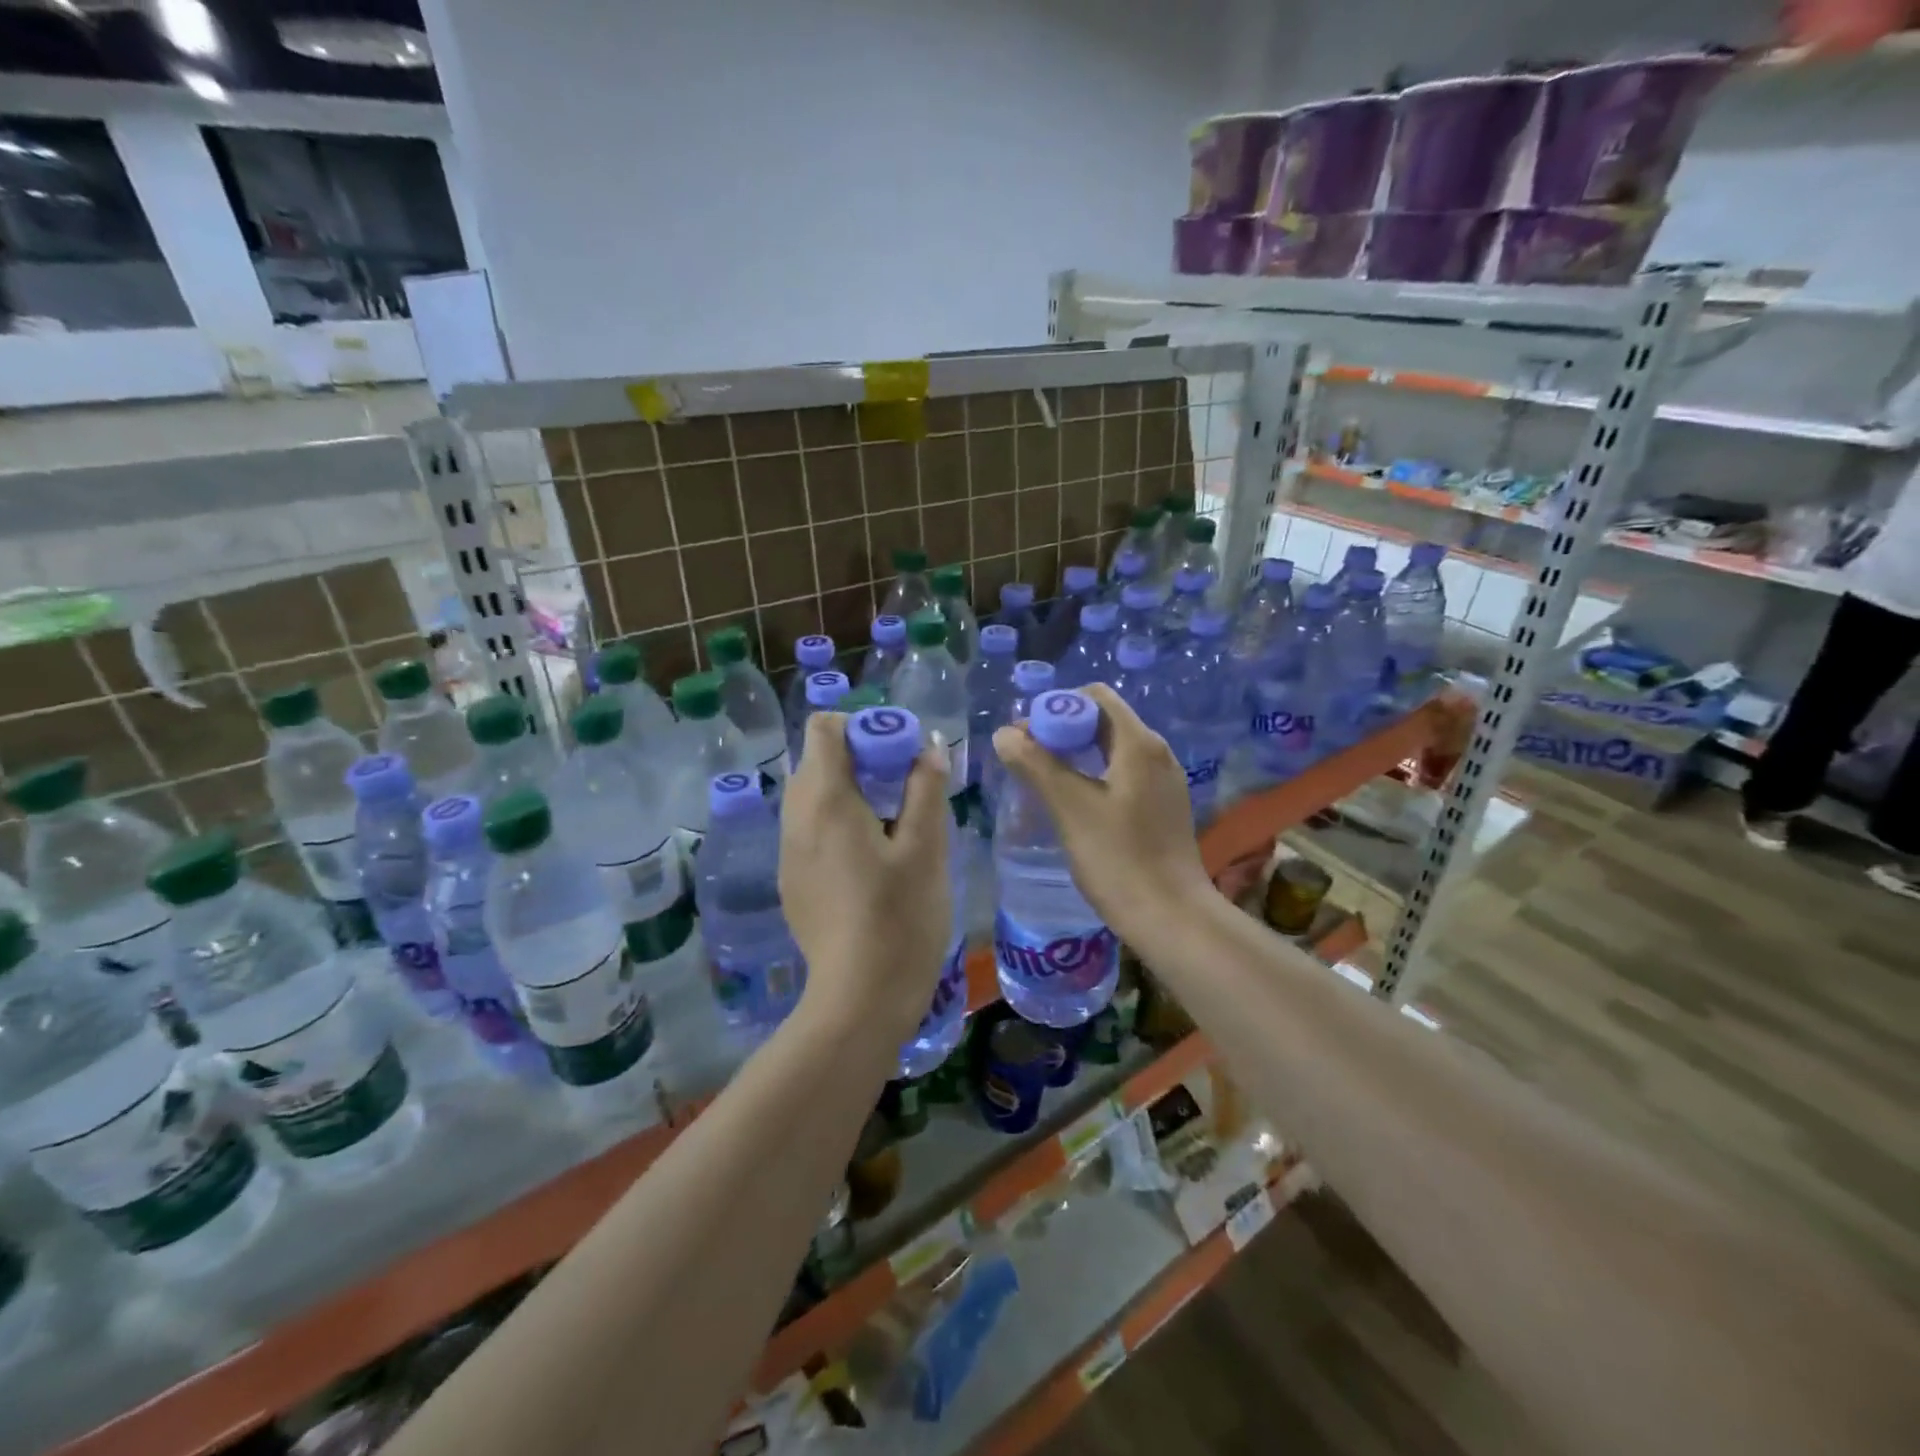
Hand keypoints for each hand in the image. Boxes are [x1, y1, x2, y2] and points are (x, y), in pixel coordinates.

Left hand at [779, 713, 951, 1046]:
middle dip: (859, 758)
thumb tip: (927, 748)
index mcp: (825, 799)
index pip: (823, 728)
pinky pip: (808, 829)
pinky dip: (835, 823)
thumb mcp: (926, 847)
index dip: (861, 726)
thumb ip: (926, 789)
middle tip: (902, 786)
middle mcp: (795, 817)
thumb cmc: (900, 916)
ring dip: (848, 791)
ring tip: (890, 822)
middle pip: (816, 760)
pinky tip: (869, 859)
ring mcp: (787, 852)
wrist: (860, 996)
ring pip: (811, 796)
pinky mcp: (791, 880)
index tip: (896, 751)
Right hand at [992, 683, 1211, 944]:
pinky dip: (1093, 774)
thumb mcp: (1070, 808)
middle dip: (1062, 730)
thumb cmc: (1119, 859)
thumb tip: (1004, 734)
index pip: (1096, 697)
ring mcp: (1163, 781)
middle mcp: (1157, 753)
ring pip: (1112, 749)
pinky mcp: (1161, 807)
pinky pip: (1122, 773)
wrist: (1171, 918)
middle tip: (1027, 757)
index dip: (1056, 707)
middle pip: (1104, 721)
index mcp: (1139, 744)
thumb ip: (1035, 765)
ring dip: (1075, 753)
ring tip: (1043, 779)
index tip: (1027, 736)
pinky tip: (1073, 803)